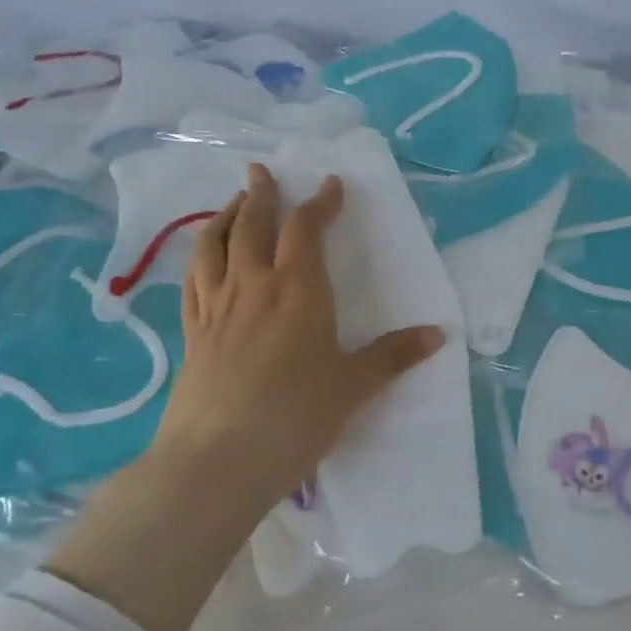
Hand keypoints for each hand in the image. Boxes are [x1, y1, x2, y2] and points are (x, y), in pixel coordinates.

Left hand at [151, 162, 446, 523]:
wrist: (218, 459)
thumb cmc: (295, 417)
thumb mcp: (353, 387)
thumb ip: (393, 357)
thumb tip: (439, 334)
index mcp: (298, 290)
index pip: (307, 230)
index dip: (320, 203)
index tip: (330, 183)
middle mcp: (253, 286)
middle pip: (253, 225)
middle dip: (261, 194)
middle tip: (261, 170)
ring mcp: (216, 308)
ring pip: (213, 245)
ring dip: (223, 216)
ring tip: (232, 203)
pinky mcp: (191, 333)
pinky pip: (192, 281)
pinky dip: (199, 259)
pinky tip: (203, 260)